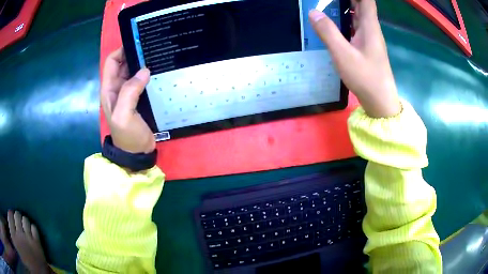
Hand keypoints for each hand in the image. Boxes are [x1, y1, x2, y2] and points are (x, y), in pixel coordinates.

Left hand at [101, 47, 155, 153]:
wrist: (137, 153)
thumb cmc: (127, 136)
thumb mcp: (124, 115)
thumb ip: (129, 92)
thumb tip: (144, 71)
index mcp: (109, 89)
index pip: (112, 61)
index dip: (122, 50)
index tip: (139, 44)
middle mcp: (117, 87)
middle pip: (124, 63)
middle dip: (135, 54)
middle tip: (153, 47)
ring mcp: (128, 92)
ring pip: (134, 70)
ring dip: (143, 63)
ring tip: (159, 55)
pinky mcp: (139, 97)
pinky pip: (143, 80)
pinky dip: (149, 74)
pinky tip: (160, 70)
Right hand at [309, 0, 400, 117]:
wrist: (380, 101)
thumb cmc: (365, 77)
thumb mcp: (343, 54)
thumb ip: (328, 32)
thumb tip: (313, 12)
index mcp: (369, 26)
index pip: (366, 0)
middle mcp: (371, 28)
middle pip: (361, 5)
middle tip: (327, 0)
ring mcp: (370, 38)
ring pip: (358, 16)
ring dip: (345, 7)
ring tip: (327, 5)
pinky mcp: (367, 47)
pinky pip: (356, 27)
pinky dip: (346, 21)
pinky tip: (334, 24)